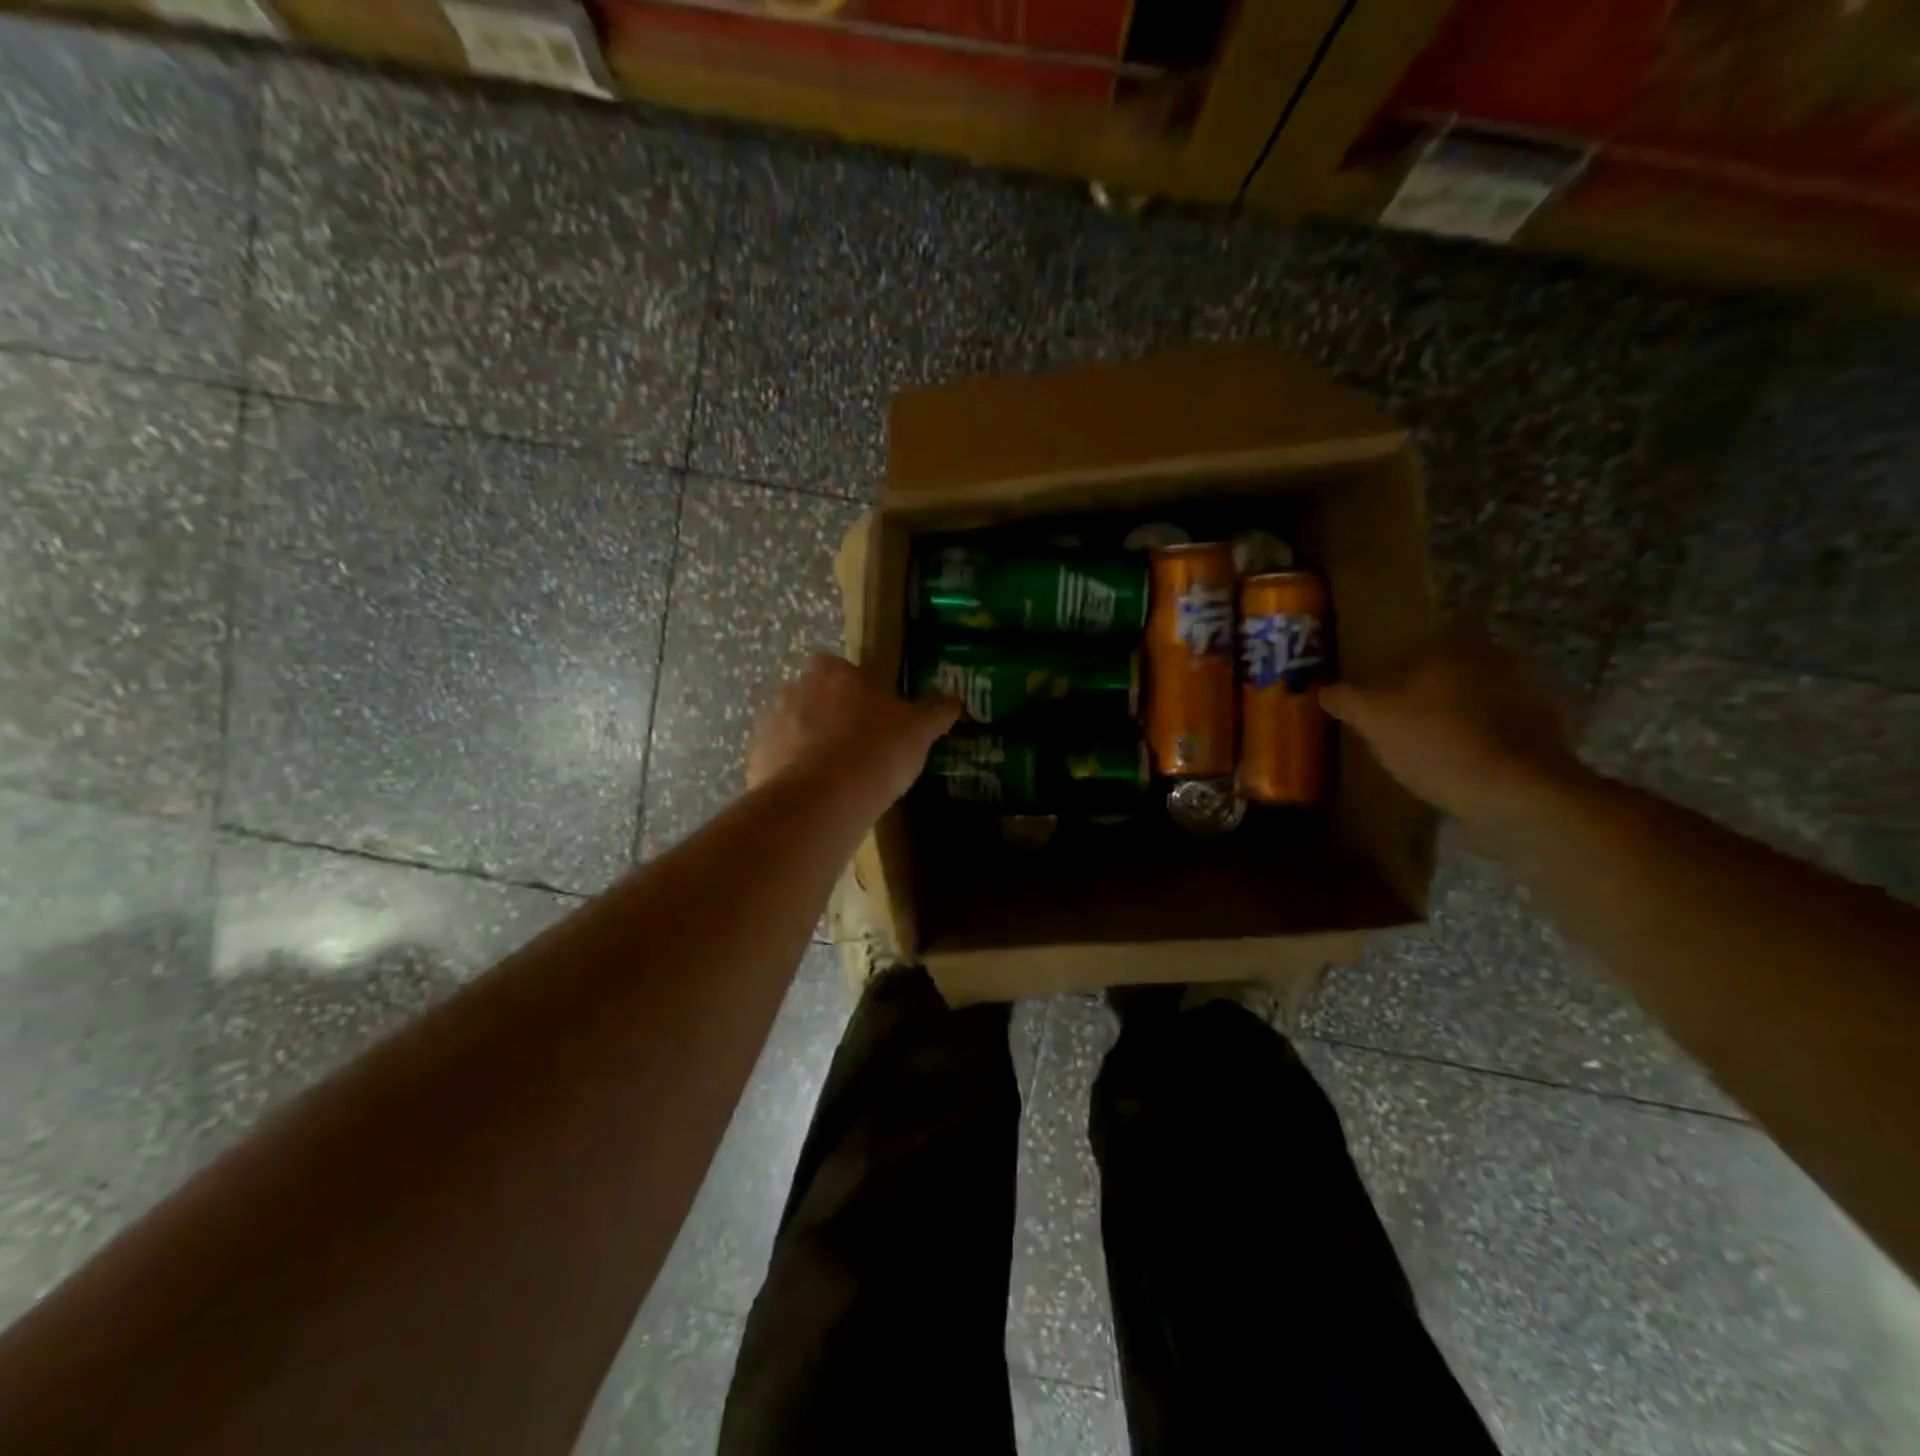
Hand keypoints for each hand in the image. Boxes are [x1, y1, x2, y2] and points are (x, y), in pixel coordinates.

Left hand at [748, 654, 958, 808]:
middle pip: (818, 698)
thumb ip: (936, 710)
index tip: (879, 719)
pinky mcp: (755, 760)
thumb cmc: (874, 750)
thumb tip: (954, 700)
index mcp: (832, 670)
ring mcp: (769, 724)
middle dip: (835, 718)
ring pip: (797, 730)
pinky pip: (782, 762)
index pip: (847, 670)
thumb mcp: (919, 730)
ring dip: (814, 746)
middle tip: (862, 749)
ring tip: (841, 779)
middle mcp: (794, 687)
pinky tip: (819, 798)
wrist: (820, 801)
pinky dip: (797, 775)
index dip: (863, 693)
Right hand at [1321, 622, 1582, 823]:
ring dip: (1467, 711)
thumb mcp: (1373, 719)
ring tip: (1437, 742)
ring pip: (1488, 693)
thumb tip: (1325, 689)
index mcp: (1457, 645)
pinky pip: (1510, 725)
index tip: (1398, 676)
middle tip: (1411, 711)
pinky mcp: (1552, 731)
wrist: (1516, 790)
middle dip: (1441, 683)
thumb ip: (1347, 699)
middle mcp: (1500, 658)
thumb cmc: (1435, 740)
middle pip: (1464, 663)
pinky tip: (1467, 763)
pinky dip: (1491, 737)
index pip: (1439, 631)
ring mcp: (1533, 694)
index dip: (1417, 652)